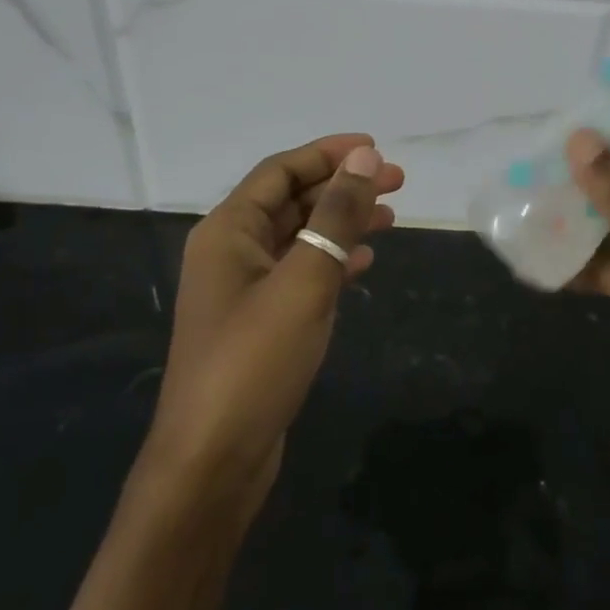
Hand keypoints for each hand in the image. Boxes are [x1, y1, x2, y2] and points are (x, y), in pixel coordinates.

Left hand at [139, 135, 403, 509]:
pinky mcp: (261, 323)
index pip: (280, 171)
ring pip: (300, 237)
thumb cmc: (254, 361)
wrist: (213, 461)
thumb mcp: (304, 281)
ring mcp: (245, 290)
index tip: (376, 148)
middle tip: (396, 182)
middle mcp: (232, 252)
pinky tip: (365, 262)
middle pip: (292, 200)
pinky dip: (334, 260)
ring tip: (391, 217)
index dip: (328, 154)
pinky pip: (301, 273)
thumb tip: (364, 157)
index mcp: (228, 231)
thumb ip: (336, 217)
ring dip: (342, 222)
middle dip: (342, 187)